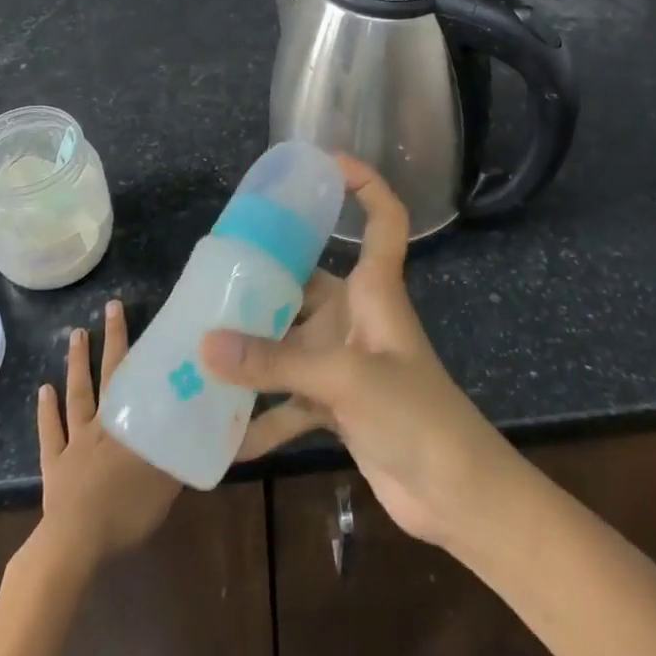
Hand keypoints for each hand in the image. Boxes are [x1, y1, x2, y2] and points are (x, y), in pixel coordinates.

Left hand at [34, 300, 179, 568]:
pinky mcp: (54, 465)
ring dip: (76, 364)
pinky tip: (43, 389)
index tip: (135, 311)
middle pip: (107, 374)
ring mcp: (74, 442)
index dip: (134, 343)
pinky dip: (45, 411)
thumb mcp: (168, 481)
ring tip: (76, 334)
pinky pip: (49, 432)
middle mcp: (102, 423)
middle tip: (109, 307)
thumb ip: (183, 450)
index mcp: (128, 424)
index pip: (134, 375)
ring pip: (77, 394)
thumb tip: (209, 424)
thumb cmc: (126, 510)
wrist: (77, 544)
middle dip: (110, 340)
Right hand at [201, 155, 515, 547]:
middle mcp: (357, 316)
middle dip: (264, 280)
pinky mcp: (337, 405)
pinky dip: (261, 416)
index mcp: (375, 289)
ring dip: (253, 352)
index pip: (383, 218)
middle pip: (308, 282)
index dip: (364, 183)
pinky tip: (221, 435)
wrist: (455, 494)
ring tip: (199, 349)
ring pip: (290, 342)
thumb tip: (206, 344)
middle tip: (212, 277)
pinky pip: (288, 401)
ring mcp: (345, 362)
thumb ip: (274, 363)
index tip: (324, 161)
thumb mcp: (343, 379)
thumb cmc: (415, 413)